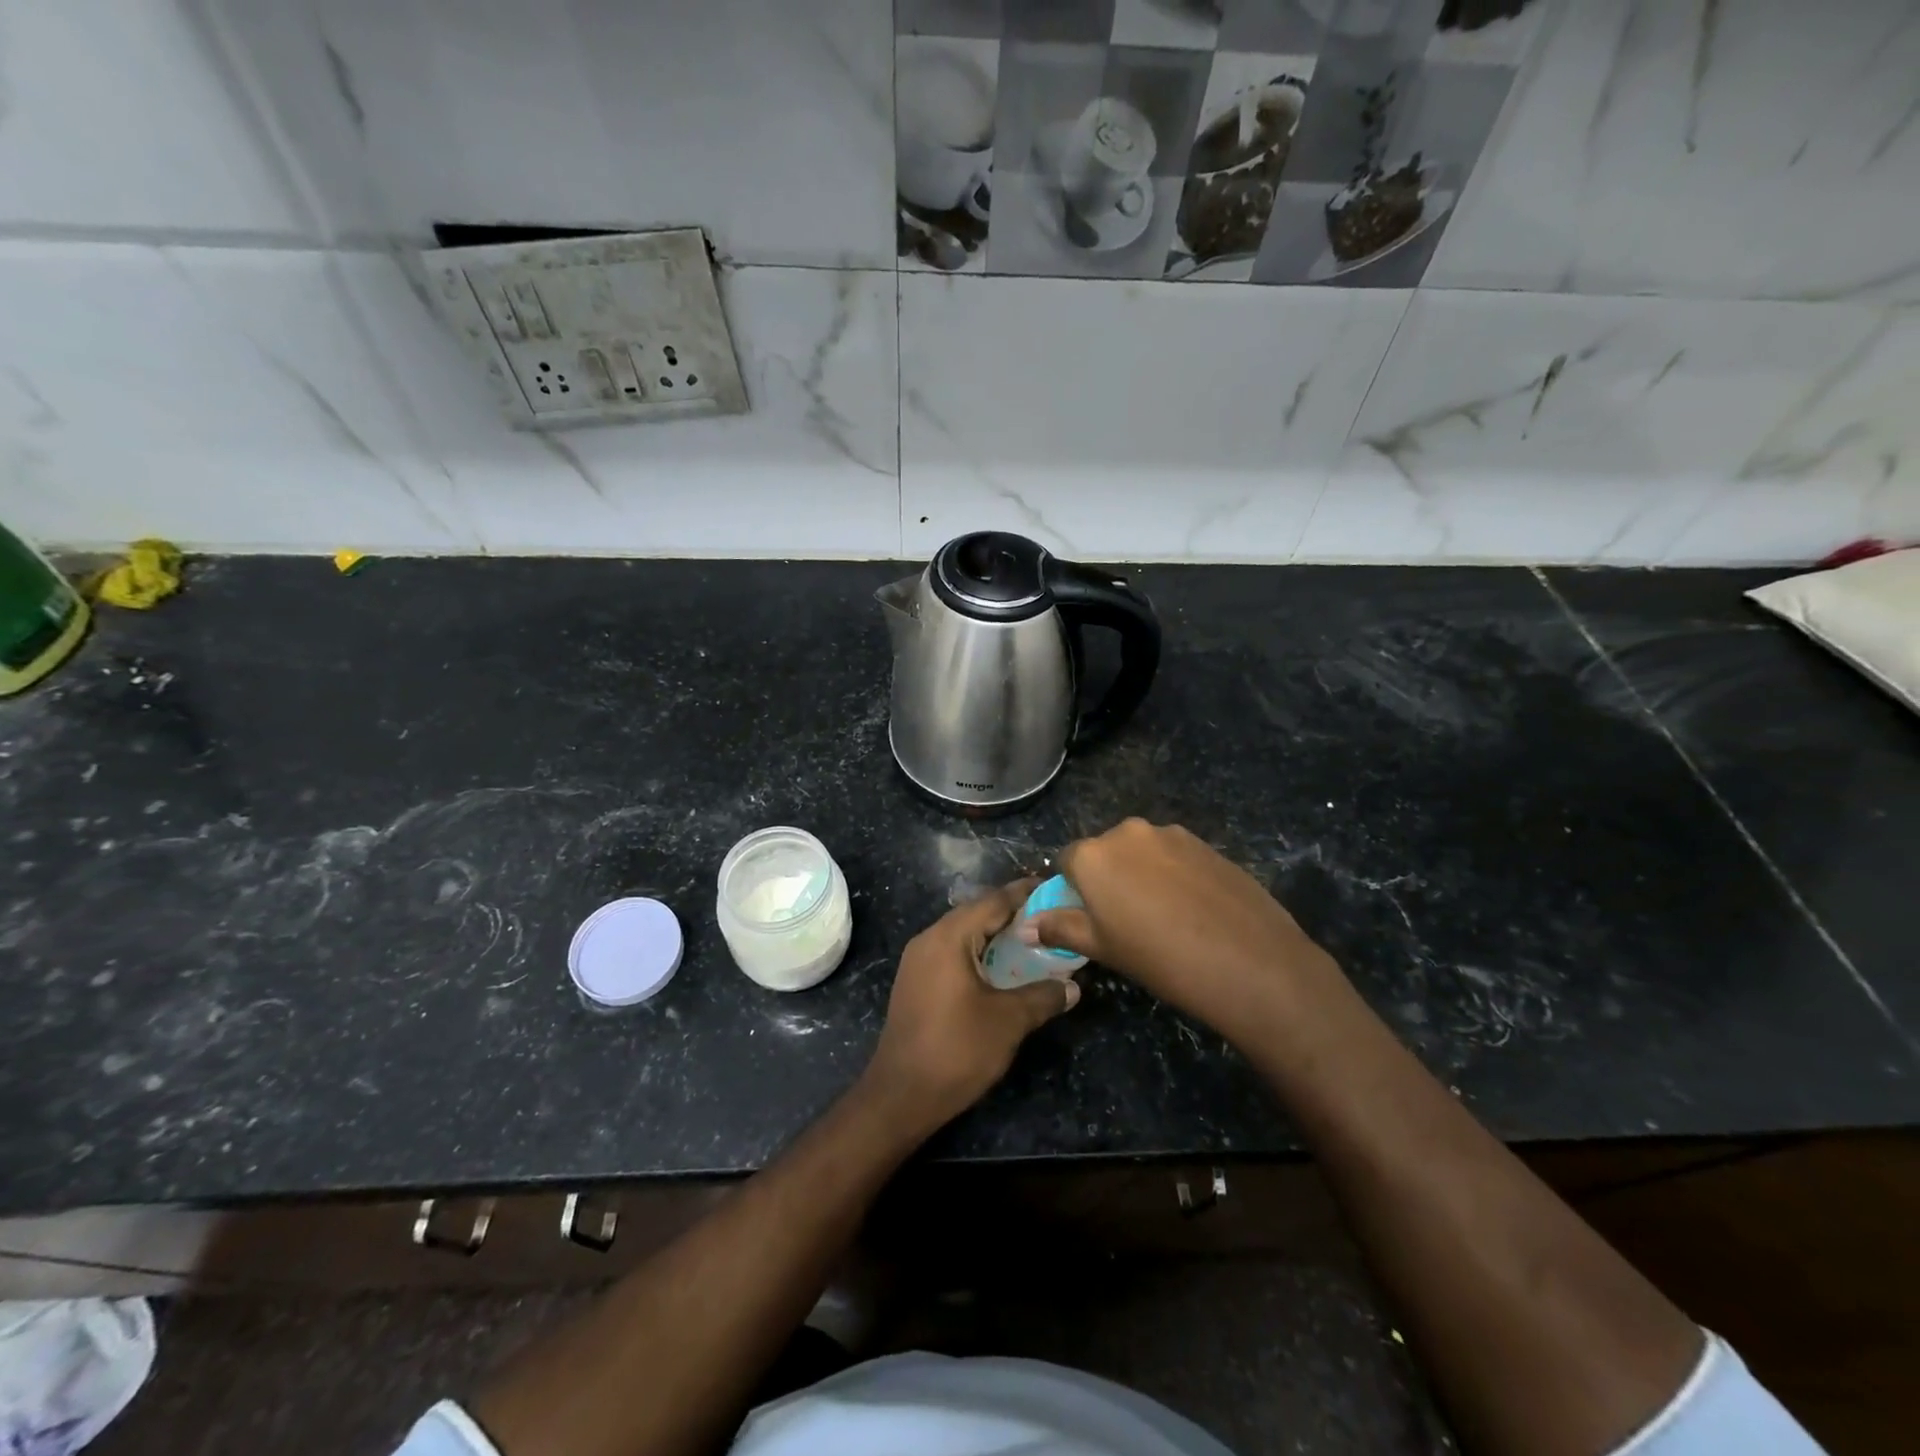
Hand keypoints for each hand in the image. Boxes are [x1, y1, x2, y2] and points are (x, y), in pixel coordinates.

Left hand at [865, 880, 1079, 1132]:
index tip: (1056, 889)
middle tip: (1051, 919)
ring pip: (965, 935)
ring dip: (996, 937)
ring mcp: (918, 961)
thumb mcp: (1009, 1022)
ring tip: (1033, 943)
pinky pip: (953, 954)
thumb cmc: (956, 1050)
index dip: (1026, 894)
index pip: (994, 901)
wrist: (900, 1096)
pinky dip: (979, 954)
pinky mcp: (916, 982)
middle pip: (978, 914)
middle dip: (1014, 915)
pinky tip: (1002, 971)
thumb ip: (1043, 996)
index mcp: (949, 937)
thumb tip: (1073, 987)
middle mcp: (929, 939)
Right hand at [1023, 818, 1336, 1040]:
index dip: (1074, 890)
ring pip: (1142, 852)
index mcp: (1093, 854)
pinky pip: (1174, 856)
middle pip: (1105, 852)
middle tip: (1127, 921)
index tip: (1090, 918)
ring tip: (1165, 917)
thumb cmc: (1160, 958)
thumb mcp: (1102, 948)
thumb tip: (1026, 925)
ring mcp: (1171, 834)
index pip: (1066, 862)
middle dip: (1108, 879)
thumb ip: (1060, 928)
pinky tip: (1193, 909)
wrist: (1250, 962)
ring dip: (1142, 875)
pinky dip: (1173, 875)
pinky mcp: (1206, 843)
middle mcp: (1127, 832)